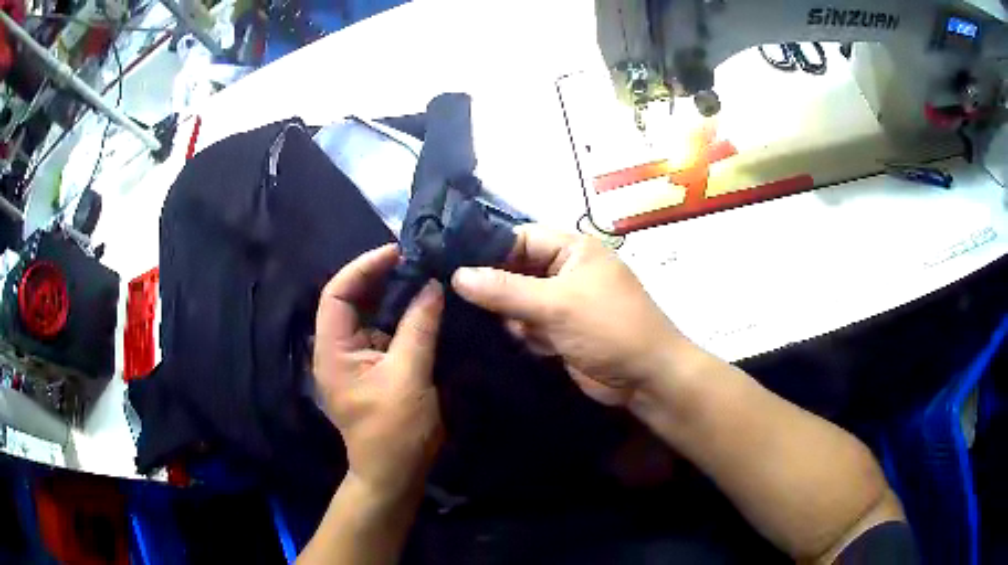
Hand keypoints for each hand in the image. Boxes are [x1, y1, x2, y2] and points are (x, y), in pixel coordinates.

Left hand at [313, 244, 444, 498]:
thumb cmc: (394, 431)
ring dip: (394, 295)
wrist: (395, 474)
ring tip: (423, 274)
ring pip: (371, 315)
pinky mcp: (375, 368)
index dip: (363, 268)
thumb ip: (419, 327)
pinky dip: (403, 316)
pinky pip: (386, 332)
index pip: (337, 293)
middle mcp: (338, 349)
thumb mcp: (408, 376)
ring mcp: (356, 359)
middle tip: (415, 259)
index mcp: (333, 350)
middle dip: (380, 277)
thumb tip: (432, 285)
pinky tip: (425, 305)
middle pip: (352, 300)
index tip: (397, 252)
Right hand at [451, 224, 686, 405]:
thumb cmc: (608, 328)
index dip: (489, 251)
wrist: (646, 378)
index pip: (520, 238)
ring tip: (498, 327)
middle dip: (497, 288)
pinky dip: (523, 334)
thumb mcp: (556, 304)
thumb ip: (505, 290)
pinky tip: (523, 343)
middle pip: (517, 270)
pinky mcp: (561, 331)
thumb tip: (458, 275)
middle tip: (459, 300)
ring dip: (510, 316)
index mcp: (573, 250)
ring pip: (519, 301)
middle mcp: (566, 271)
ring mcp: (564, 303)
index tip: (453, 267)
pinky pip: (530, 325)